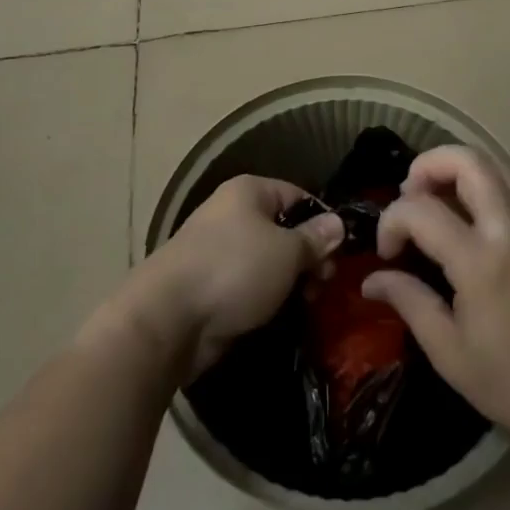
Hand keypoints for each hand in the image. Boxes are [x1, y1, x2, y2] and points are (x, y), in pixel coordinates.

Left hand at [126, 176, 343, 380]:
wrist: (169, 318)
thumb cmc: (234, 269)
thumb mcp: (286, 252)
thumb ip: (314, 238)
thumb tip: (338, 223)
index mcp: (249, 191)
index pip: (297, 196)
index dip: (322, 222)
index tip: (339, 254)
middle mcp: (232, 213)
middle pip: (283, 229)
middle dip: (308, 257)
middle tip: (323, 286)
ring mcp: (218, 249)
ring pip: (267, 260)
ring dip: (290, 281)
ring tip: (307, 304)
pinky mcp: (210, 285)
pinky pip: (249, 284)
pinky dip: (267, 298)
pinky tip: (282, 315)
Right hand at [362, 146, 509, 448]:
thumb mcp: (450, 354)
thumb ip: (410, 303)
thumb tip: (372, 279)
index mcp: (477, 260)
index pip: (420, 211)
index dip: (391, 222)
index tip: (387, 254)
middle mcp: (508, 229)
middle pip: (466, 162)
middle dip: (426, 168)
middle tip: (410, 198)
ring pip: (500, 166)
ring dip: (462, 169)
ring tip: (444, 196)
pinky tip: (500, 205)